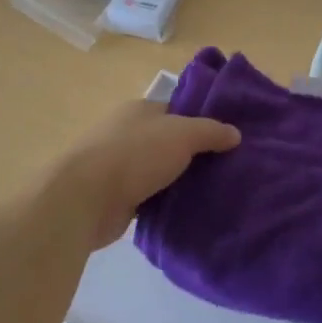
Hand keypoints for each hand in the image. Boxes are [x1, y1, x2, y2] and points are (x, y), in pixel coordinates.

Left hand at [54, 98, 240, 249]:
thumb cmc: (135, 155)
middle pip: (169, 142)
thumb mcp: (182, 134)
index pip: (177, 111)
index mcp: (139, 110)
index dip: (202, 123)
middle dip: (194, 155)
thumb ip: (211, 131)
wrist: (86, 199)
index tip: (228, 141)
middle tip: (227, 170)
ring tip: (214, 193)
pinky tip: (188, 212)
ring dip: (180, 182)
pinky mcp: (116, 197)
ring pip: (159, 171)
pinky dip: (165, 203)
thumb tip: (235, 133)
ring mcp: (119, 166)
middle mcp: (127, 133)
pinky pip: (149, 197)